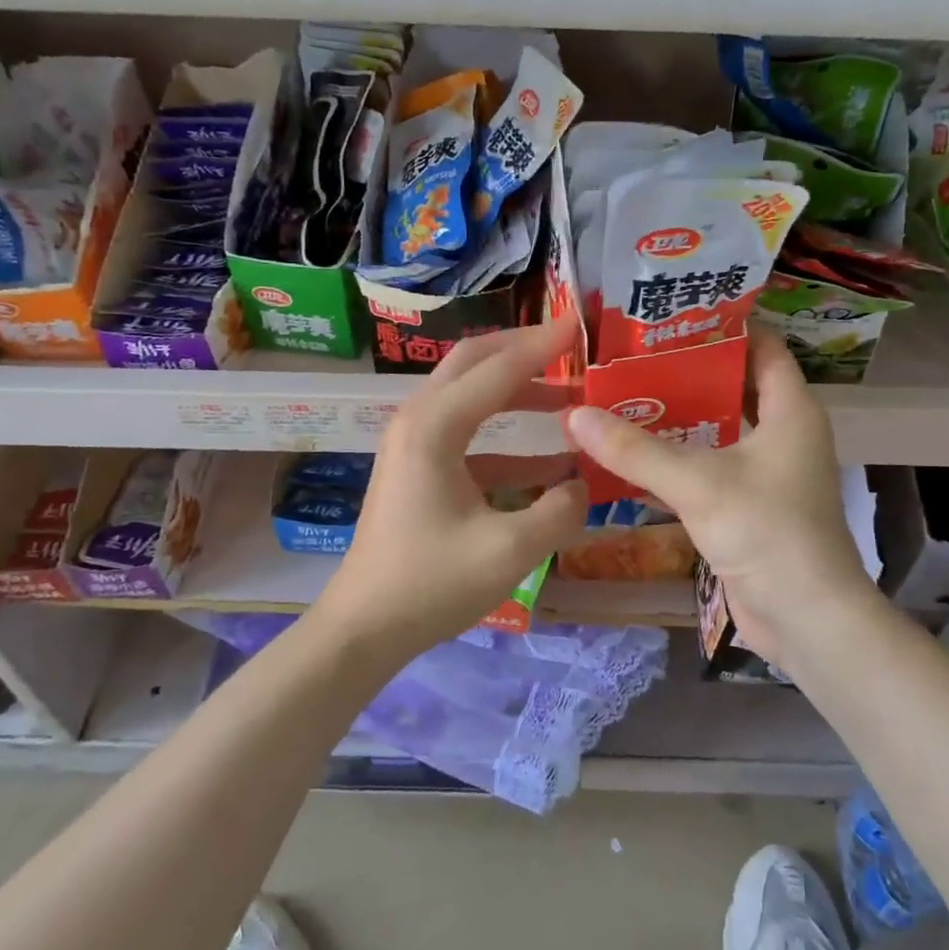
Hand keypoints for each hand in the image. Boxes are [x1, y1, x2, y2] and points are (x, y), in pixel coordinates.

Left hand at [310, 320, 588, 667]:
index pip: (498, 369)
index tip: (581, 324)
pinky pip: (469, 435)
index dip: (543, 346)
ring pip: (470, 397)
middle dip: (524, 352)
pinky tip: (550, 461)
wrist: (366, 625)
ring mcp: (413, 444)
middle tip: (571, 349)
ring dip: (518, 393)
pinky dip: (508, 439)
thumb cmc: (431, 584)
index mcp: (435, 427)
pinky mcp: (417, 468)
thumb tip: (583, 485)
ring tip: (570, 401)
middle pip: (474, 363)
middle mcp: (418, 420)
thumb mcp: (509, 551)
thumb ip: (560, 511)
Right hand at [564, 330, 874, 667]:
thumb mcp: (699, 484)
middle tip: (630, 356)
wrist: (806, 619)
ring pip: (716, 430)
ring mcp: (766, 473)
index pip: (763, 347)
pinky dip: (675, 460)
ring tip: (621, 397)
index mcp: (790, 411)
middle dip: (685, 371)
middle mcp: (782, 434)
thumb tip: (574, 415)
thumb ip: (636, 450)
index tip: (672, 315)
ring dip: (675, 418)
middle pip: (732, 387)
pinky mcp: (747, 507)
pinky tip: (630, 456)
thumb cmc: (767, 534)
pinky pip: (707, 469)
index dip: (725, 326)